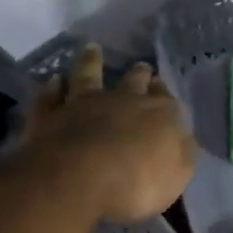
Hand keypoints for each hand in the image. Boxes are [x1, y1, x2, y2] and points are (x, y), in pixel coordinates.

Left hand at [14, 45, 196, 222]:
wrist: (78, 180)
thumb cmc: (137, 183)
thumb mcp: (177, 175)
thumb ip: (181, 152)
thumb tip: (182, 138)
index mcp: (159, 114)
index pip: (166, 98)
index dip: (164, 92)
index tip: (162, 86)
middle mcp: (123, 100)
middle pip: (133, 80)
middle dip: (139, 73)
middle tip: (141, 67)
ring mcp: (84, 105)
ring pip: (88, 76)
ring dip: (91, 62)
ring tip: (92, 50)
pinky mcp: (50, 117)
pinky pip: (50, 97)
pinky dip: (52, 88)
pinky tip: (53, 80)